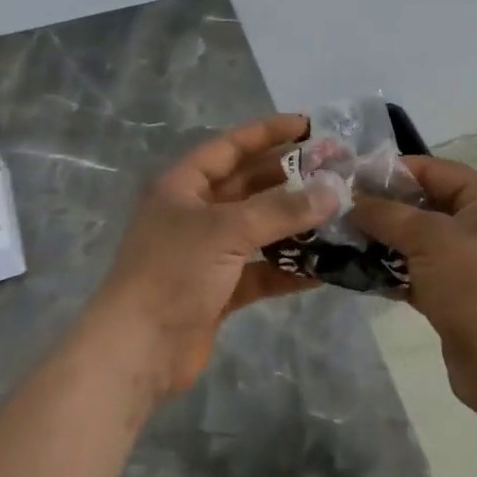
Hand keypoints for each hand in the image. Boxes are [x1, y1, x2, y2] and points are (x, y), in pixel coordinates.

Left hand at [93, 115, 341, 396]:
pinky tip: (324, 268)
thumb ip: (281, 209)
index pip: (230, 147)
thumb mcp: (227, 231)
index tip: (308, 126)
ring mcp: (206, 253)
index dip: (267, 133)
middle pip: (247, 186)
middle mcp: (194, 213)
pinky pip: (260, 270)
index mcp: (183, 186)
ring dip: (293, 224)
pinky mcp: (218, 289)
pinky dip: (287, 269)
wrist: (138, 350)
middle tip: (334, 173)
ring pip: (257, 229)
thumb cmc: (174, 272)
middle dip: (288, 178)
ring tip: (338, 215)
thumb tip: (333, 190)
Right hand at [352, 155, 476, 441]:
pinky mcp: (454, 293)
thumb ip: (386, 214)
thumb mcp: (428, 238)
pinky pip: (416, 271)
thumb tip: (351, 203)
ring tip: (341, 238)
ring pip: (416, 239)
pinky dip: (391, 269)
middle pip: (422, 203)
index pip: (432, 170)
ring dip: (382, 239)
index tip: (348, 178)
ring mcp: (468, 261)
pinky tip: (358, 270)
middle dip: (382, 207)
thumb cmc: (475, 285)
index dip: (391, 171)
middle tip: (338, 209)